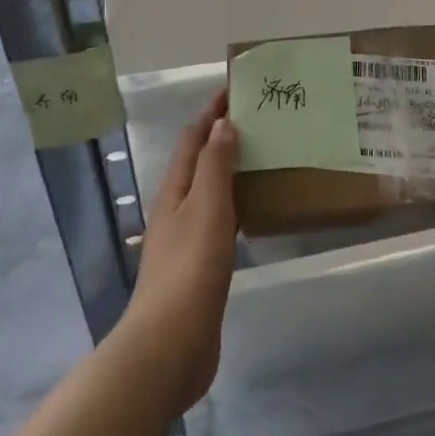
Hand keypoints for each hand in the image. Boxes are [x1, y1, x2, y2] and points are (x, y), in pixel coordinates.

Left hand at [122, 89, 238, 414]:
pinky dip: (237, 203)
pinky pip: (220, 220)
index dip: (212, 111)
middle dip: (224, 136)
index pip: (193, 137)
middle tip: (262, 120)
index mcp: (175, 190)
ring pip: (210, 190)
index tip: (237, 88)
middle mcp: (176, 208)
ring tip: (265, 156)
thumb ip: (215, 164)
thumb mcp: (206, 207)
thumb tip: (223, 123)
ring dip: (231, 168)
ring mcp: (186, 239)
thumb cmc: (190, 269)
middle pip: (199, 161)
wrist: (169, 347)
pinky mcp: (199, 266)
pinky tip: (256, 211)